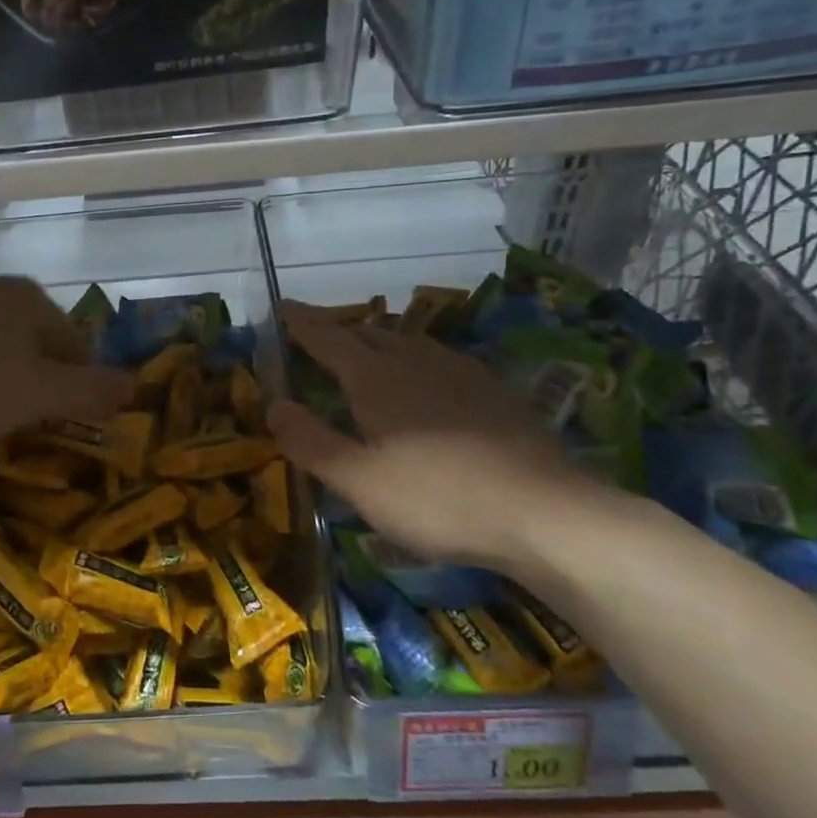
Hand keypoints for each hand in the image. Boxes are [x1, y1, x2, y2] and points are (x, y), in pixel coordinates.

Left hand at [0, 276, 134, 460]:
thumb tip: (134, 384)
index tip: (66, 417)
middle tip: (27, 417)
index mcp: (27, 295)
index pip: (73, 341)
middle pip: (33, 338)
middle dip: (37, 376)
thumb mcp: (42, 396)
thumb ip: (93, 389)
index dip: (77, 382)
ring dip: (1, 374)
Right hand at [266, 301, 598, 572]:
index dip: (301, 322)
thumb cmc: (436, 498)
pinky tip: (428, 379)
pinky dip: (417, 359)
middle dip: (339, 331)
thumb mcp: (358, 481)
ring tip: (368, 351)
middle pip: (369, 333)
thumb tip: (273, 405)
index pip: (327, 338)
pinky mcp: (493, 390)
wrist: (543, 511)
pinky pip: (440, 359)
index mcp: (375, 377)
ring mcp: (460, 371)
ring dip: (380, 340)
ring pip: (409, 342)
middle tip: (319, 337)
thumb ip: (311, 441)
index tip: (282, 305)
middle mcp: (415, 360)